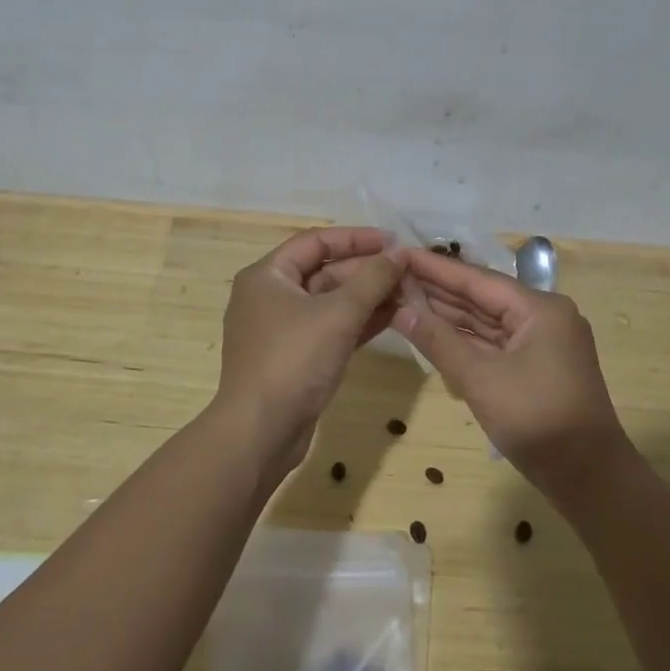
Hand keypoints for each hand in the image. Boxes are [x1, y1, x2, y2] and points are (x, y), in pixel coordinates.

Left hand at [218, 227, 407, 470]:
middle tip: (408, 271)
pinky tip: (393, 318)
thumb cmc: (293, 360)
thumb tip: (399, 252)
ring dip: (367, 296)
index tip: (394, 241)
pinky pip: (330, 328)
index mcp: (268, 275)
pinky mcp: (295, 357)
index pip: (316, 241)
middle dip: (366, 270)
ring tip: (409, 293)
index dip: (357, 238)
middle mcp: (271, 296)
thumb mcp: (338, 314)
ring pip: (331, 301)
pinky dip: (358, 322)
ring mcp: (282, 329)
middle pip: (324, 270)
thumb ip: (372, 279)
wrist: (260, 433)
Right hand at [393, 249, 631, 494]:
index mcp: (539, 308)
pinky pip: (494, 343)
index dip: (435, 267)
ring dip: (448, 314)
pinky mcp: (536, 366)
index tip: (400, 252)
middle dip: (438, 289)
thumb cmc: (537, 420)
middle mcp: (543, 316)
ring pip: (487, 321)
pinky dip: (465, 339)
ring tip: (404, 297)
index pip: (477, 279)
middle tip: (394, 274)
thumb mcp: (481, 379)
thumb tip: (400, 310)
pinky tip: (433, 330)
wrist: (590, 478)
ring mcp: (541, 342)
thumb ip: (438, 341)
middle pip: (482, 297)